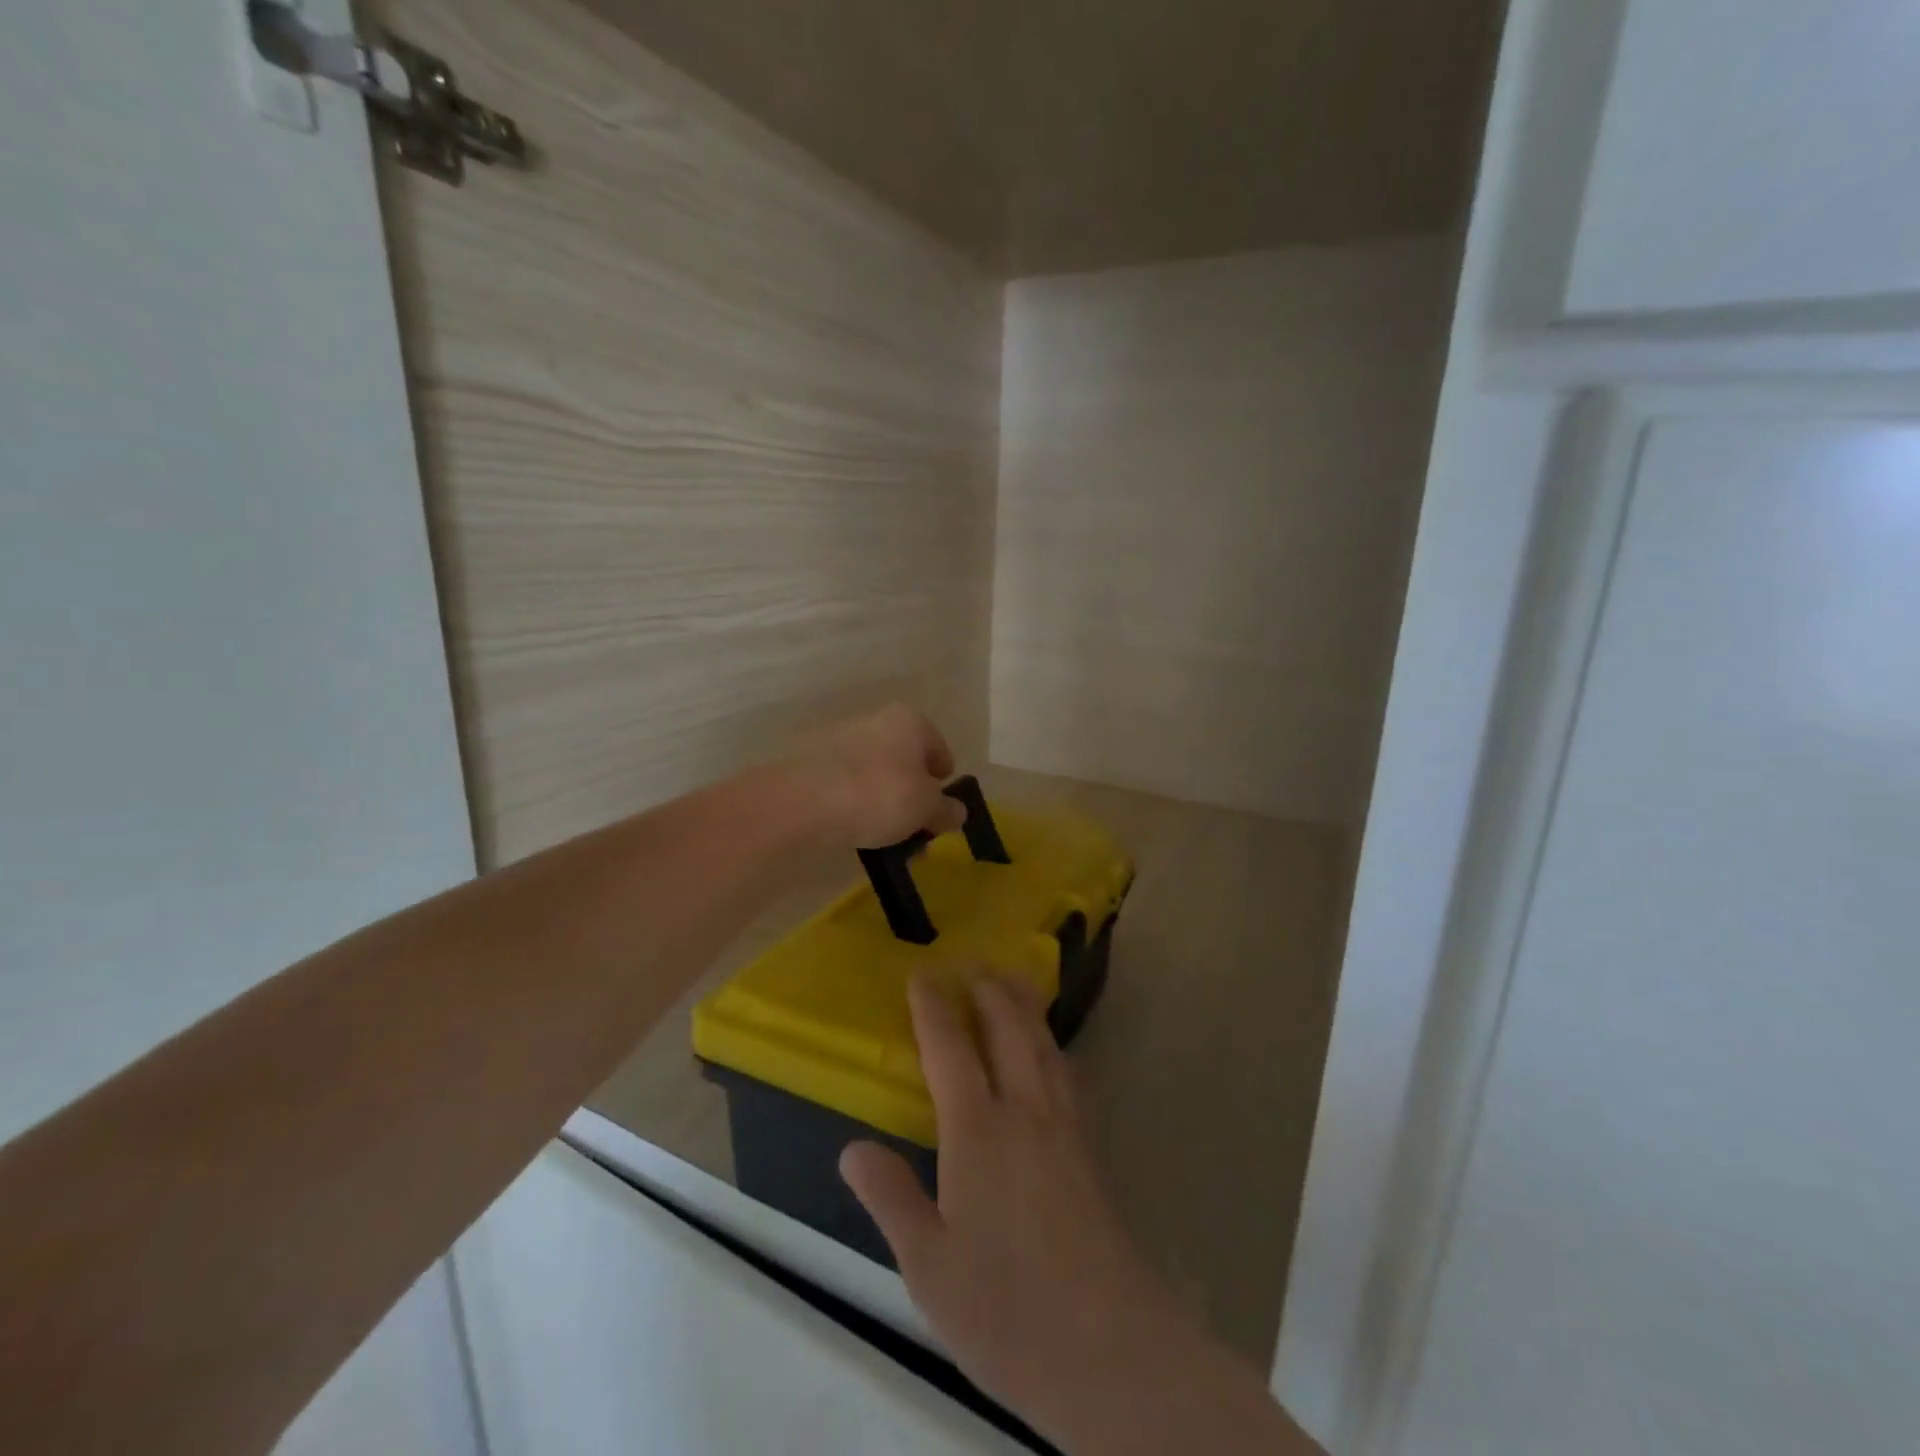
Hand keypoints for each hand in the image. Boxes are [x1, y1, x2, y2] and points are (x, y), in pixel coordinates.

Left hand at [777, 704, 966, 849]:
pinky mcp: (809, 764)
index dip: (943, 779)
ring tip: (882, 836)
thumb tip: (958, 812)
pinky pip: (844, 786)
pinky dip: (852, 804)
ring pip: (872, 773)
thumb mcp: (925, 809)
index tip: (941, 807)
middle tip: (915, 827)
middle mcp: (874, 721)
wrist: (800, 803)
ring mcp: (837, 740)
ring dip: (881, 800)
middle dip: (911, 793)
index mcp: (909, 721)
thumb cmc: (879, 795)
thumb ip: (945, 810)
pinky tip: (852, 830)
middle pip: (903, 760)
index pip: (938, 748)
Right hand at [841, 976, 1321, 1455]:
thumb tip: (852, 1148)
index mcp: (978, 1131)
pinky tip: (1052, 1052)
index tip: (922, 974)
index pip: (951, 1048)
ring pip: (1043, 1042)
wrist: (1111, 1348)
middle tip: (970, 961)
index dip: (934, 1006)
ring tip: (1011, 979)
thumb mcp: (928, 1267)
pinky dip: (1052, 1043)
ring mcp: (1065, 1125)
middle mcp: (1025, 1110)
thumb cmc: (1007, 1308)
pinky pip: (1067, 1071)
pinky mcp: (1091, 1148)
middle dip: (987, 987)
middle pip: (1008, 1026)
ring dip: (1024, 1004)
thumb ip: (891, 1198)